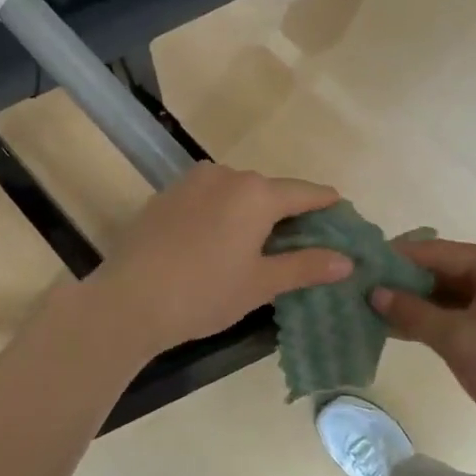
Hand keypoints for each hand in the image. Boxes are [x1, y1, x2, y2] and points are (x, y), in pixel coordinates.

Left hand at [88, 165, 352, 360]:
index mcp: (256, 193)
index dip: (327, 204)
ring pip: (237, 191)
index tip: (341, 213)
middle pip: (270, 190)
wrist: (128, 300)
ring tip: (259, 243)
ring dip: (253, 210)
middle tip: (302, 241)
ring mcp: (192, 181)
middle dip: (289, 211)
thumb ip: (306, 266)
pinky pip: (209, 196)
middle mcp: (227, 175)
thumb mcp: (261, 284)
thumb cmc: (204, 293)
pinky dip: (224, 211)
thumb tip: (347, 260)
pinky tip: (218, 240)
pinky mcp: (167, 194)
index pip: (305, 193)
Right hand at [371, 239, 475, 468]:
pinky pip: (463, 313)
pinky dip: (434, 319)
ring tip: (372, 307)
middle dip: (405, 282)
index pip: (440, 252)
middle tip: (362, 288)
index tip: (362, 264)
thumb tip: (373, 293)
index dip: (399, 258)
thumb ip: (412, 312)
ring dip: (416, 303)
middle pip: (446, 270)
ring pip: (452, 294)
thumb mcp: (457, 339)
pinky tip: (399, 327)